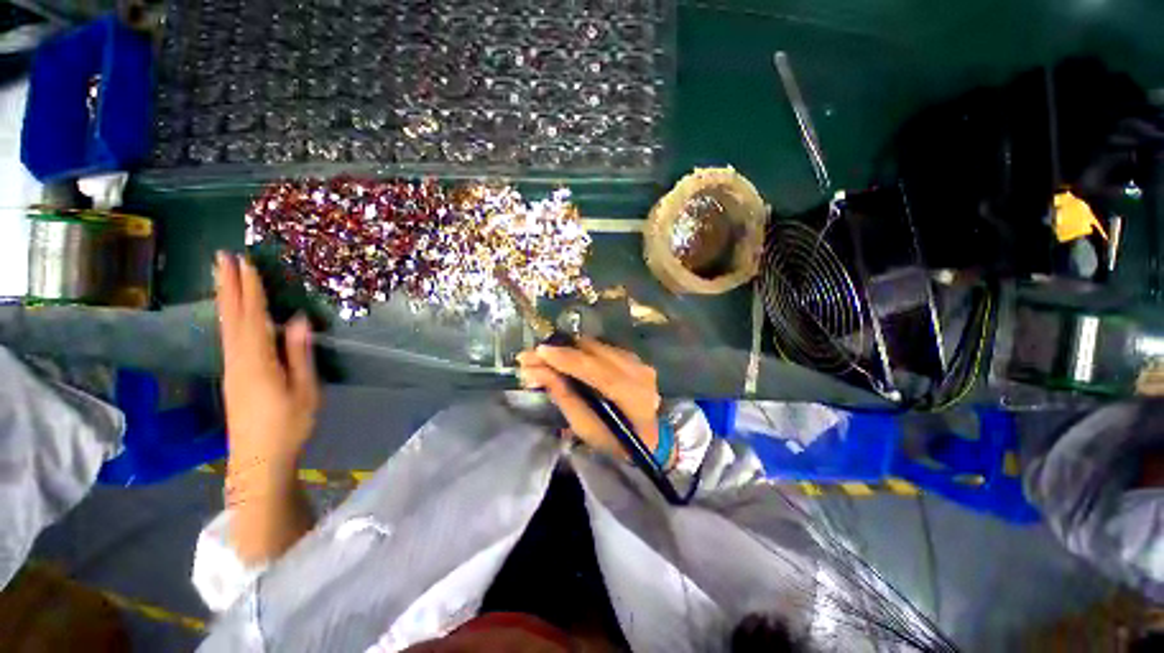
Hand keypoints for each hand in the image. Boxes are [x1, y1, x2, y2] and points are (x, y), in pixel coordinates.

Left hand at [215, 252, 319, 474]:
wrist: (258, 459)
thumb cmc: (288, 424)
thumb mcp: (304, 389)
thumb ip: (298, 353)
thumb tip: (298, 319)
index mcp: (256, 360)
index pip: (254, 317)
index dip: (251, 289)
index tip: (247, 263)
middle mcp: (238, 358)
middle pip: (232, 316)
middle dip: (228, 285)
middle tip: (222, 257)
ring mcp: (232, 367)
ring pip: (226, 325)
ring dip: (225, 298)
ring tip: (223, 276)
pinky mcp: (233, 375)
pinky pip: (229, 337)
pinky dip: (229, 317)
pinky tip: (231, 313)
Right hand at [516, 338, 661, 459]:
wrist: (648, 439)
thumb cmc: (615, 442)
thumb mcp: (586, 427)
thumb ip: (563, 396)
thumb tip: (536, 371)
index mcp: (632, 395)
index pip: (595, 369)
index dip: (566, 359)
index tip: (538, 352)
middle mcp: (638, 371)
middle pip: (594, 350)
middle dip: (560, 351)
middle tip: (533, 356)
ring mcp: (638, 361)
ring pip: (596, 346)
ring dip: (568, 349)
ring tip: (545, 357)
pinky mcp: (633, 357)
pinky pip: (602, 348)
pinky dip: (581, 351)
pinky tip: (566, 358)